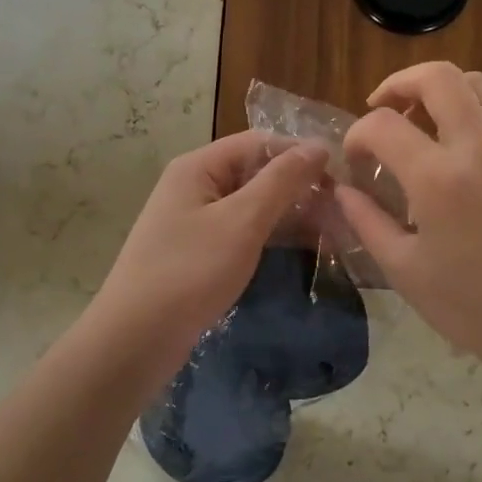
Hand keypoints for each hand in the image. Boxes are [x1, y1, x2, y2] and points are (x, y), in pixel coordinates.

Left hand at [86, 132, 329, 384]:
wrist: (135, 339)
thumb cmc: (190, 272)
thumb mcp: (242, 222)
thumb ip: (281, 182)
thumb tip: (318, 146)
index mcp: (198, 166)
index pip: (259, 142)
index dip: (300, 153)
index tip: (343, 176)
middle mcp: (195, 186)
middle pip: (256, 172)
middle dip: (300, 187)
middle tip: (346, 209)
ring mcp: (195, 221)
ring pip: (253, 205)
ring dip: (292, 214)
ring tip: (336, 230)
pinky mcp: (199, 253)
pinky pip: (243, 232)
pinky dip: (273, 236)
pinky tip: (306, 248)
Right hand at [336, 62, 481, 393]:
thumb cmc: (478, 308)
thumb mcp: (406, 272)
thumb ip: (366, 222)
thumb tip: (341, 190)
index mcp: (438, 180)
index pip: (382, 126)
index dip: (357, 135)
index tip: (356, 160)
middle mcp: (480, 147)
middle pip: (436, 77)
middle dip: (398, 84)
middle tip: (382, 108)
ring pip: (476, 84)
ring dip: (441, 92)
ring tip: (424, 122)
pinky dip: (480, 111)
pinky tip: (469, 142)